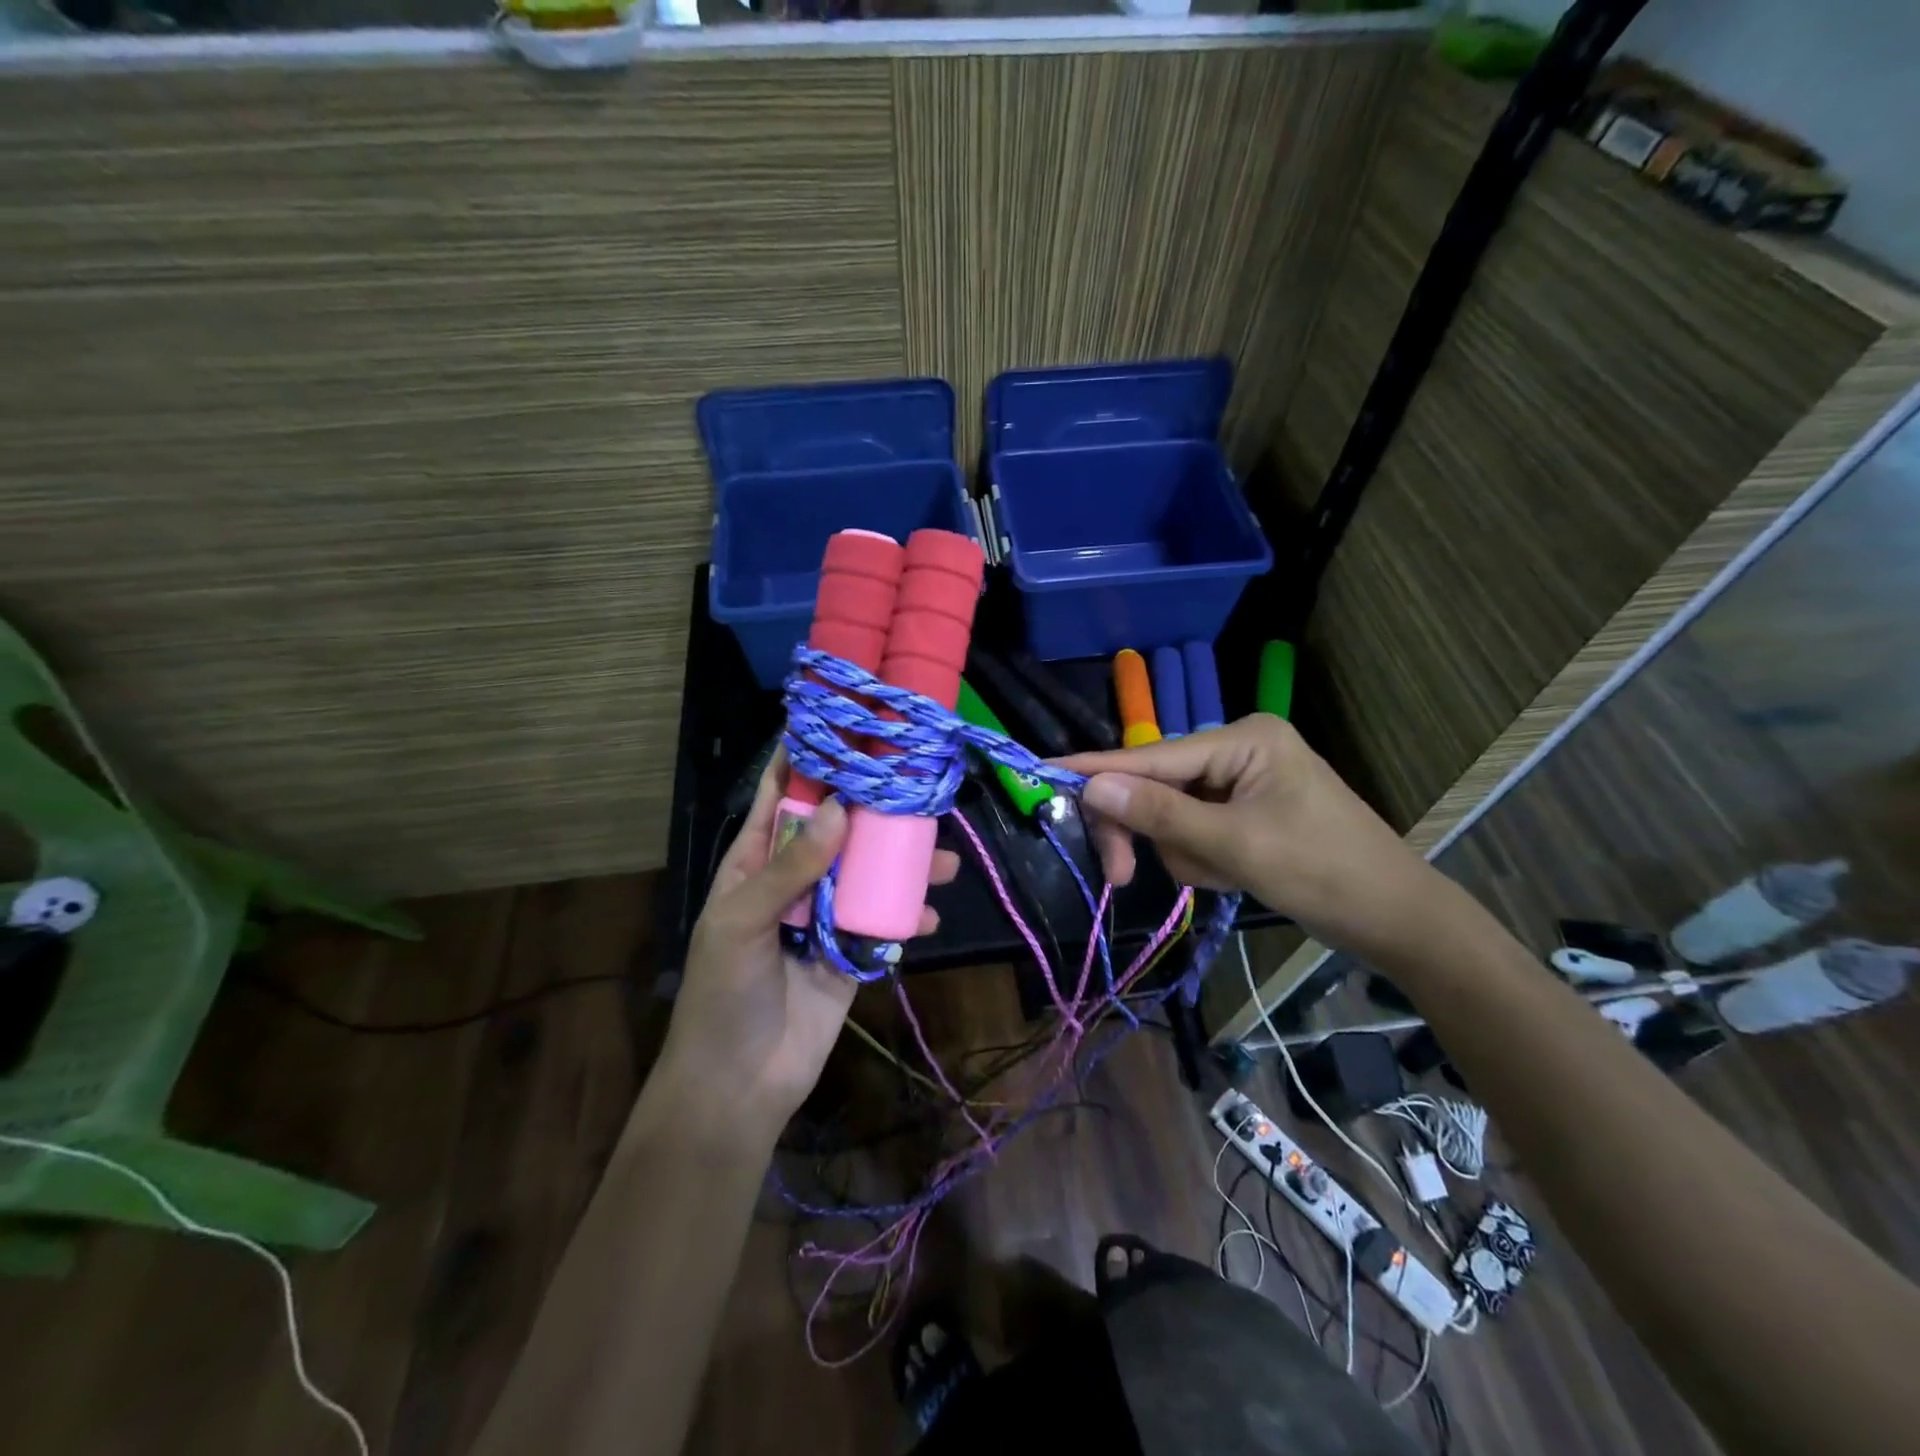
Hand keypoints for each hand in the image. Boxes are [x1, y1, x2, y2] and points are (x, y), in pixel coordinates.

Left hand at [654, 748, 958, 1135]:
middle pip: (838, 828)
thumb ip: (791, 867)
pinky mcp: (853, 950)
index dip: (806, 760)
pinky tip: (931, 913)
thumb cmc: (724, 994)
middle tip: (914, 782)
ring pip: (870, 872)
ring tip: (942, 853)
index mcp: (756, 862)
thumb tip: (842, 808)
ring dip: (903, 861)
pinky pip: (885, 921)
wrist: (740, 1084)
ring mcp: (826, 914)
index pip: (781, 797)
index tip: (843, 724)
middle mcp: (795, 879)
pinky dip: (910, 915)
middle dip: (873, 806)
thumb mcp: (743, 921)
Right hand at [1058, 716, 1438, 962]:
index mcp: (1244, 739)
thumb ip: (1161, 814)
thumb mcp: (1236, 846)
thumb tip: (1092, 786)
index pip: (1153, 756)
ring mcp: (1242, 782)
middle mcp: (1238, 750)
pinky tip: (1234, 876)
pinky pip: (1195, 831)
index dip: (1098, 770)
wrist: (1396, 921)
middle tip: (1120, 876)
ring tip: (1226, 878)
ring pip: (1172, 815)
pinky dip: (1202, 859)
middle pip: (1158, 786)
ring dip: (1185, 854)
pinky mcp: (1245, 812)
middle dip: (1149, 832)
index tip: (1045, 772)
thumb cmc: (1325, 874)